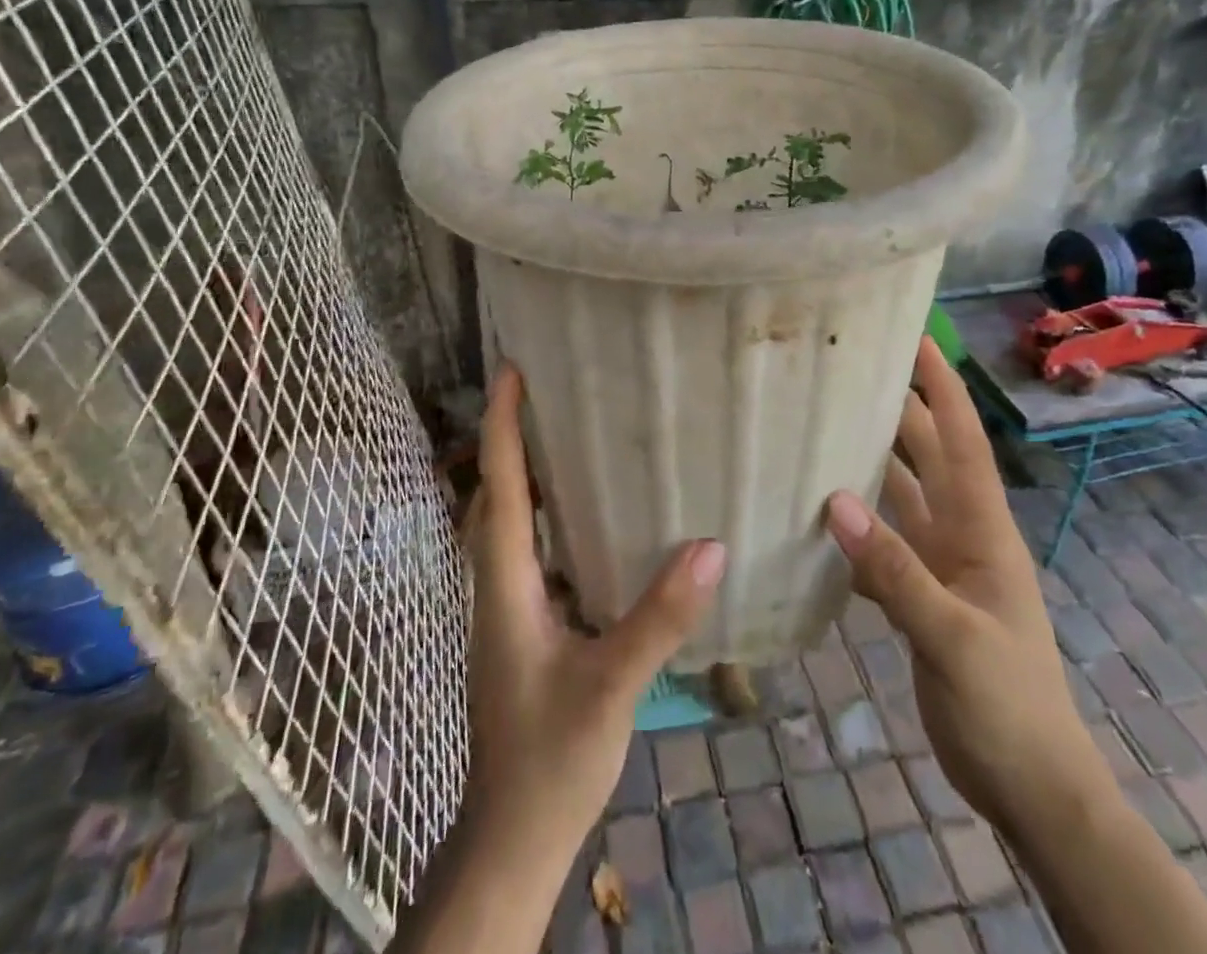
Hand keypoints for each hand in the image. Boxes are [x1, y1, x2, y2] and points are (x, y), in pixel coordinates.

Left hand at [464, 363, 726, 863]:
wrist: (513, 835)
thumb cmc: (550, 759)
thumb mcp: (611, 686)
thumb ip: (659, 618)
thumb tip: (711, 545)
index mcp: (505, 584)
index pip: (500, 487)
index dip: (503, 425)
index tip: (510, 370)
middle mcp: (497, 583)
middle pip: (495, 493)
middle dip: (510, 437)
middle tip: (543, 390)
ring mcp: (506, 606)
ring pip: (507, 521)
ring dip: (524, 472)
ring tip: (564, 433)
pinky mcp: (523, 625)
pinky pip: (527, 548)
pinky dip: (544, 513)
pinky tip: (584, 514)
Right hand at [824, 337, 1108, 837]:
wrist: (1030, 787)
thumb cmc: (1008, 705)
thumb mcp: (953, 637)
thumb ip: (896, 571)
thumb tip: (834, 501)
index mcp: (983, 531)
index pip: (962, 442)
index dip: (942, 389)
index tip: (917, 340)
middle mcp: (962, 535)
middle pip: (927, 458)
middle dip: (900, 410)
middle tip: (854, 370)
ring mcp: (941, 566)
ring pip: (901, 497)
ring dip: (872, 462)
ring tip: (826, 425)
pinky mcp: (921, 596)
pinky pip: (883, 543)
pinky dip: (855, 523)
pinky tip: (819, 512)